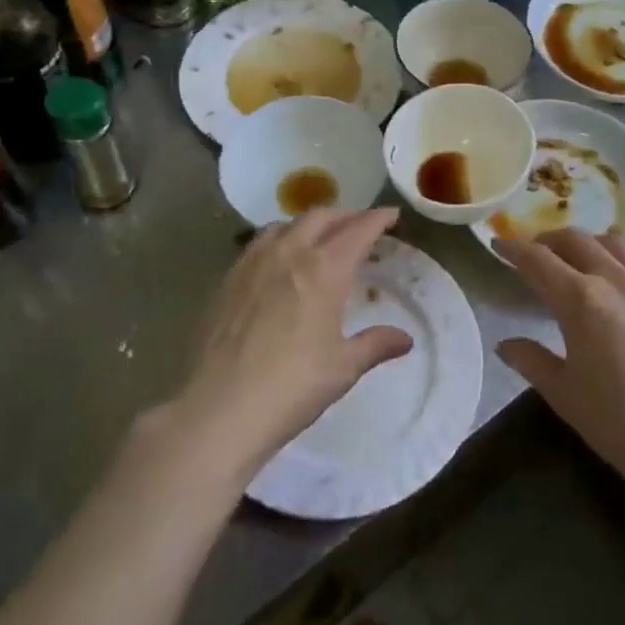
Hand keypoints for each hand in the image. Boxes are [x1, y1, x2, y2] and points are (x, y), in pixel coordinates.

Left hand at [169, 209, 412, 481]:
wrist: (219, 409)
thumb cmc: (291, 386)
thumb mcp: (343, 368)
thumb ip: (375, 345)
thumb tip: (405, 339)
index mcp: (325, 269)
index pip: (358, 229)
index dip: (378, 218)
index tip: (392, 215)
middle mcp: (290, 253)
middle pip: (322, 217)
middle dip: (346, 216)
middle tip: (361, 226)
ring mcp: (254, 262)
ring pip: (287, 224)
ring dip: (311, 223)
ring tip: (320, 238)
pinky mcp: (229, 278)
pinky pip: (259, 242)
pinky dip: (280, 238)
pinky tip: (279, 260)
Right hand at [496, 231, 624, 514]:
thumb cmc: (622, 425)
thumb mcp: (565, 395)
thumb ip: (531, 361)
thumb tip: (505, 344)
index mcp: (580, 299)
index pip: (537, 260)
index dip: (513, 249)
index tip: (498, 245)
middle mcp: (614, 278)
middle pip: (575, 240)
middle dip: (548, 240)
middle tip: (534, 253)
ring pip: (613, 243)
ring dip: (588, 243)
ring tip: (577, 258)